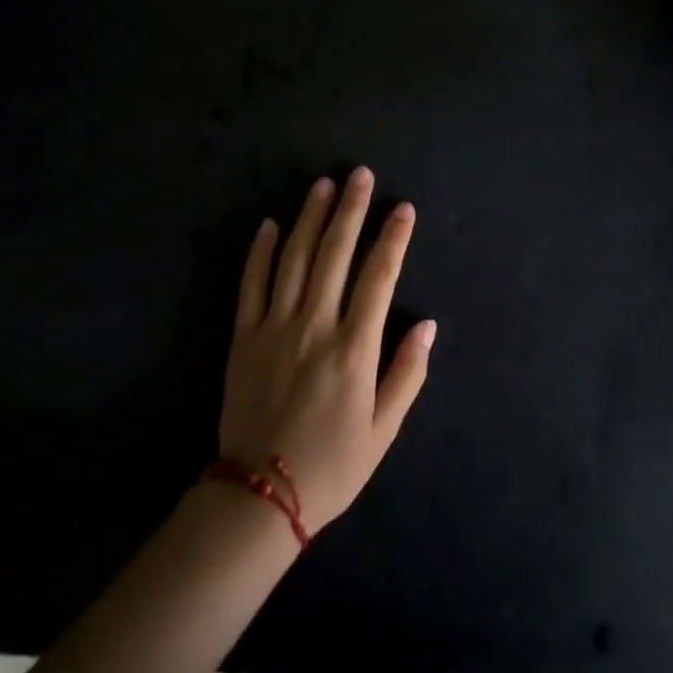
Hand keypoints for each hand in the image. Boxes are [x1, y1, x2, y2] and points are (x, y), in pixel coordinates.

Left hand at [220, 167, 434, 534]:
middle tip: (361, 174)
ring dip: (310, 217)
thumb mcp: (383, 432)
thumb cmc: (331, 466)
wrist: (260, 497)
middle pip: (335, 253)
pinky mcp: (244, 336)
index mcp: (353, 348)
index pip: (379, 278)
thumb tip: (428, 324)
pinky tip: (271, 224)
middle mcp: (315, 326)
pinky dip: (261, 251)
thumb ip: (407, 374)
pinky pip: (252, 283)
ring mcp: (275, 326)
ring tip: (324, 185)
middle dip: (351, 210)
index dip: (393, 239)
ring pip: (294, 258)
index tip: (403, 208)